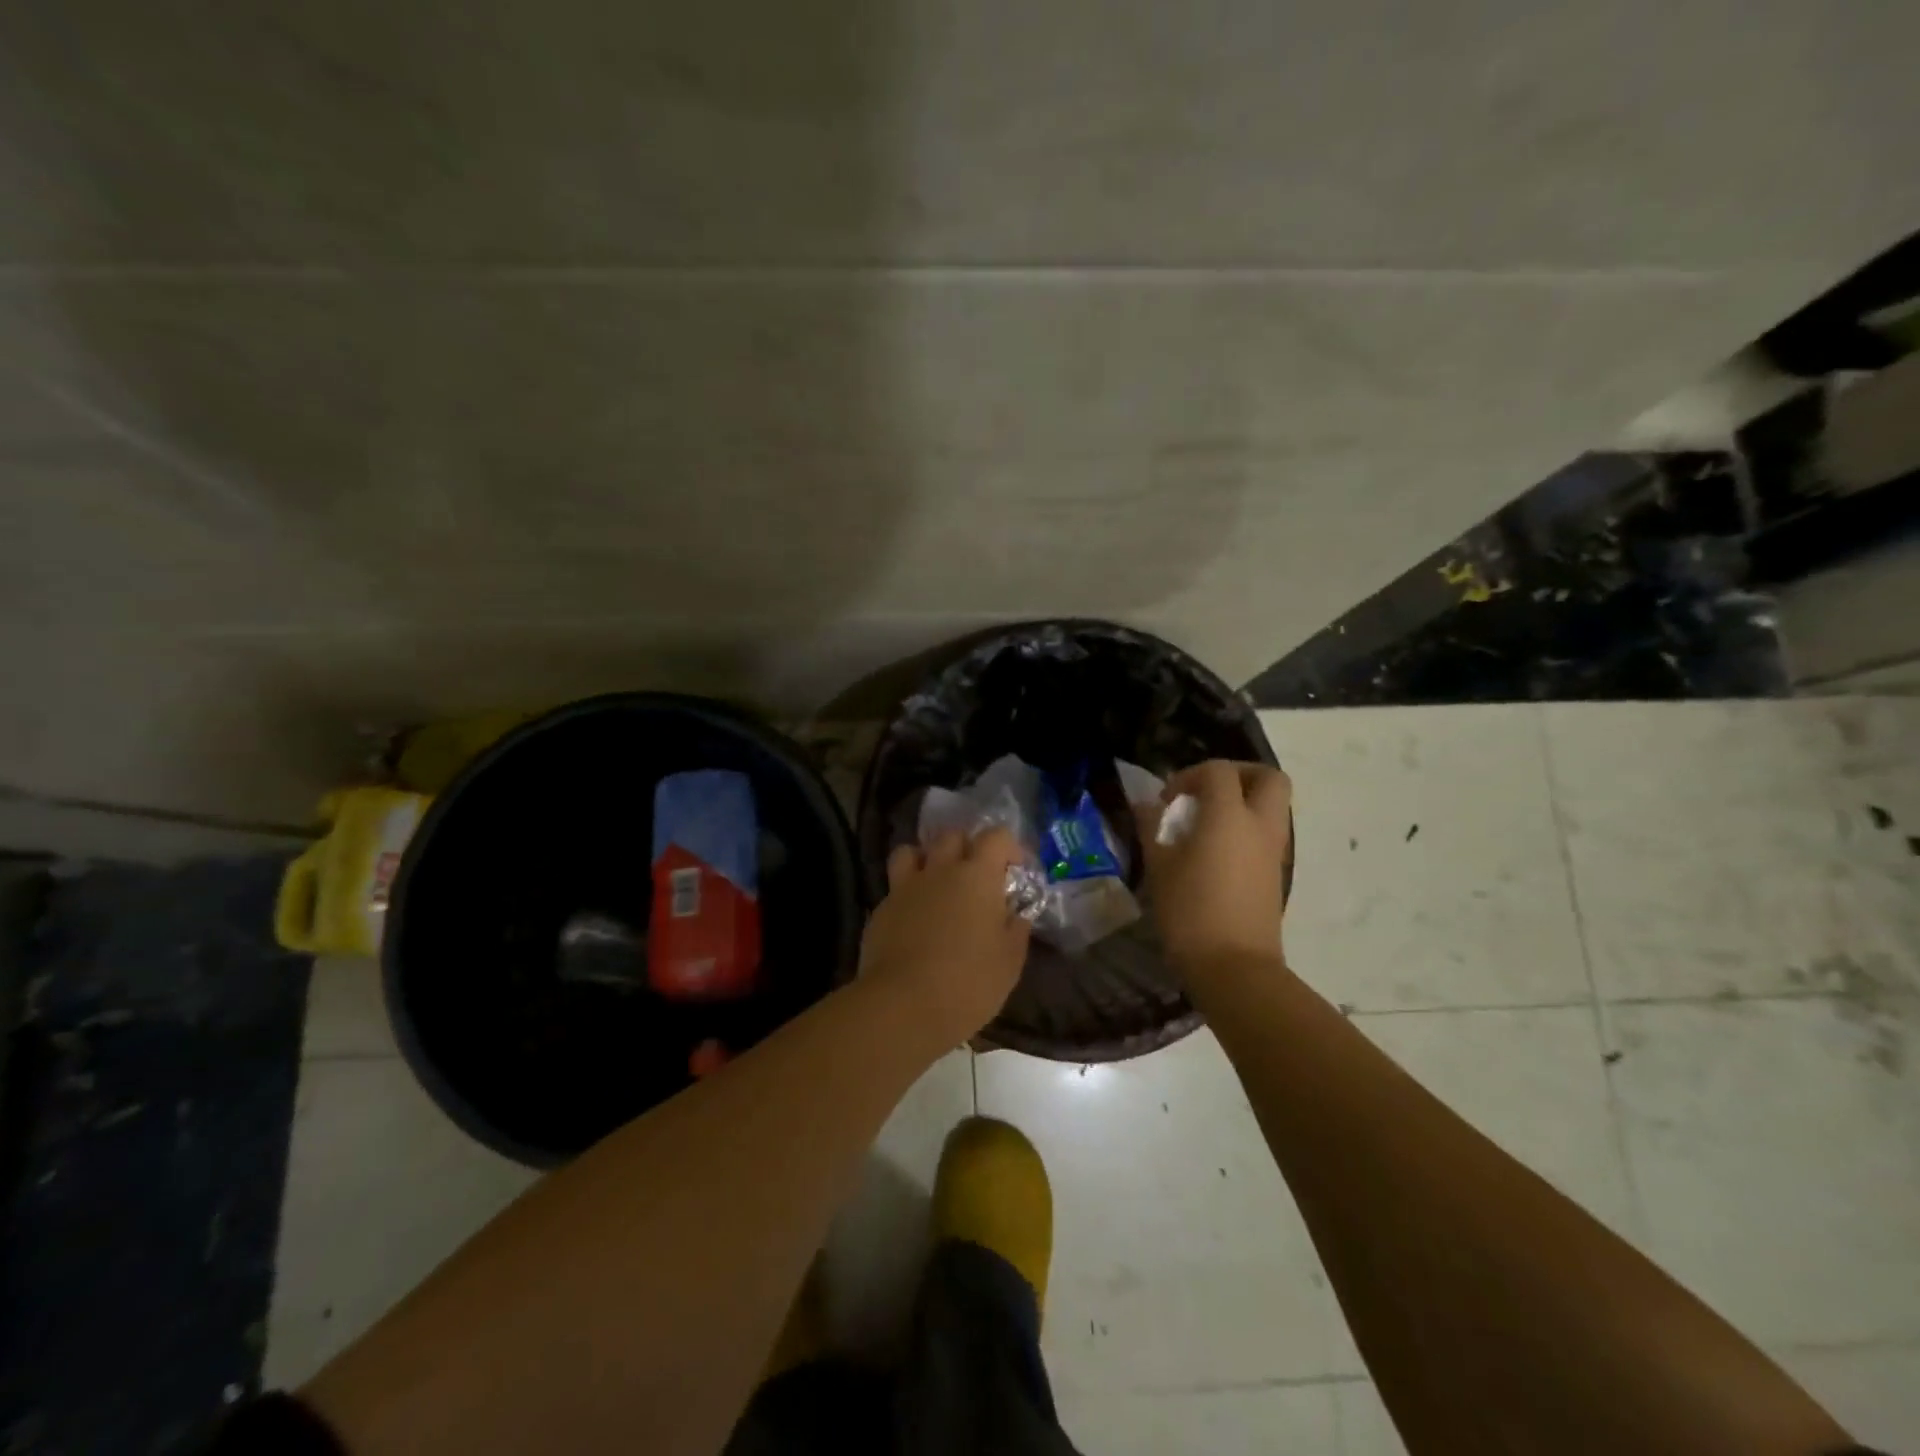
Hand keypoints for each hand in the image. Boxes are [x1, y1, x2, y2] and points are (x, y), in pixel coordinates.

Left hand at [860, 827, 1031, 1048]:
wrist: (903, 1005)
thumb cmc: (968, 983)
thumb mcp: (1009, 961)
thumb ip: (1016, 930)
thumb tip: (1017, 914)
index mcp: (977, 876)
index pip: (996, 836)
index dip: (1009, 847)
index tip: (1014, 870)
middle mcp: (940, 870)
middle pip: (952, 836)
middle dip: (967, 848)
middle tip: (976, 877)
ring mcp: (905, 887)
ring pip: (911, 851)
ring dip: (926, 860)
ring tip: (936, 884)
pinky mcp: (881, 909)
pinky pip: (895, 886)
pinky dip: (907, 893)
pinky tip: (913, 918)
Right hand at [1138, 759, 1291, 976]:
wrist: (1234, 967)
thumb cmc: (1190, 912)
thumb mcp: (1160, 867)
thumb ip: (1152, 827)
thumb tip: (1146, 804)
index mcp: (1229, 816)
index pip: (1219, 771)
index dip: (1190, 775)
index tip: (1166, 800)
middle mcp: (1259, 826)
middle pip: (1268, 778)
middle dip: (1238, 775)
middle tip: (1206, 792)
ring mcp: (1273, 851)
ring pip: (1273, 806)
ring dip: (1243, 803)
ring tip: (1205, 825)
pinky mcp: (1275, 874)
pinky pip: (1267, 834)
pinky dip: (1245, 830)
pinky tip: (1214, 853)